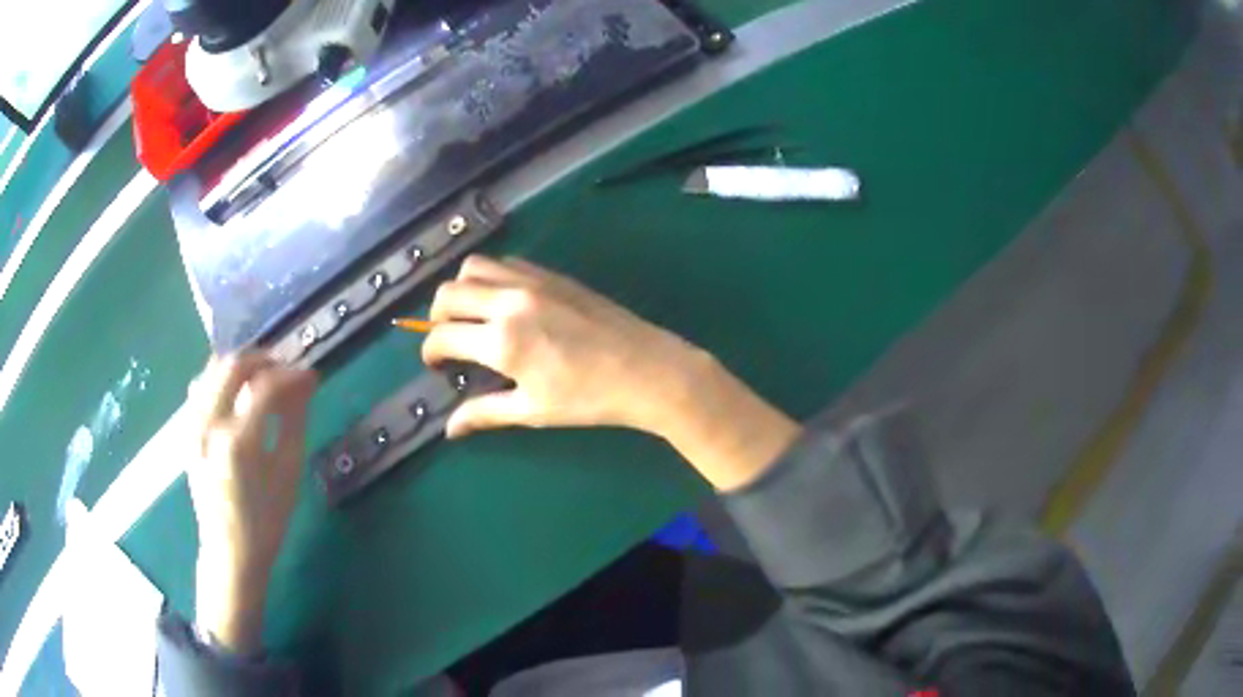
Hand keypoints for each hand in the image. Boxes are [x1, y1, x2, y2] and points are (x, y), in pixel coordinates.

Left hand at [184, 353, 317, 652]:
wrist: (230, 552)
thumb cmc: (266, 521)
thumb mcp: (288, 474)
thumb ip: (294, 422)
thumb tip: (305, 383)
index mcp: (238, 441)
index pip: (265, 386)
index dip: (291, 375)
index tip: (310, 376)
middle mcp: (209, 425)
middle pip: (232, 366)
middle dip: (263, 359)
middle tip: (286, 370)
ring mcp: (193, 426)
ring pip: (212, 370)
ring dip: (240, 365)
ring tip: (263, 377)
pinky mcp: (187, 431)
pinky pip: (199, 388)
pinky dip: (219, 379)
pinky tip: (235, 392)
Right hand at [422, 255, 706, 437]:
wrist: (646, 370)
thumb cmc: (588, 398)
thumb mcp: (532, 410)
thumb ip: (485, 413)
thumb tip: (449, 429)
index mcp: (501, 340)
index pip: (442, 336)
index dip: (430, 353)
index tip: (437, 365)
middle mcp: (509, 301)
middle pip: (448, 293)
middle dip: (436, 316)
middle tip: (448, 338)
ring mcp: (532, 281)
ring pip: (474, 267)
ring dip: (460, 289)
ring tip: (470, 314)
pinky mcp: (552, 274)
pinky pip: (506, 262)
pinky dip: (490, 276)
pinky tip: (503, 301)